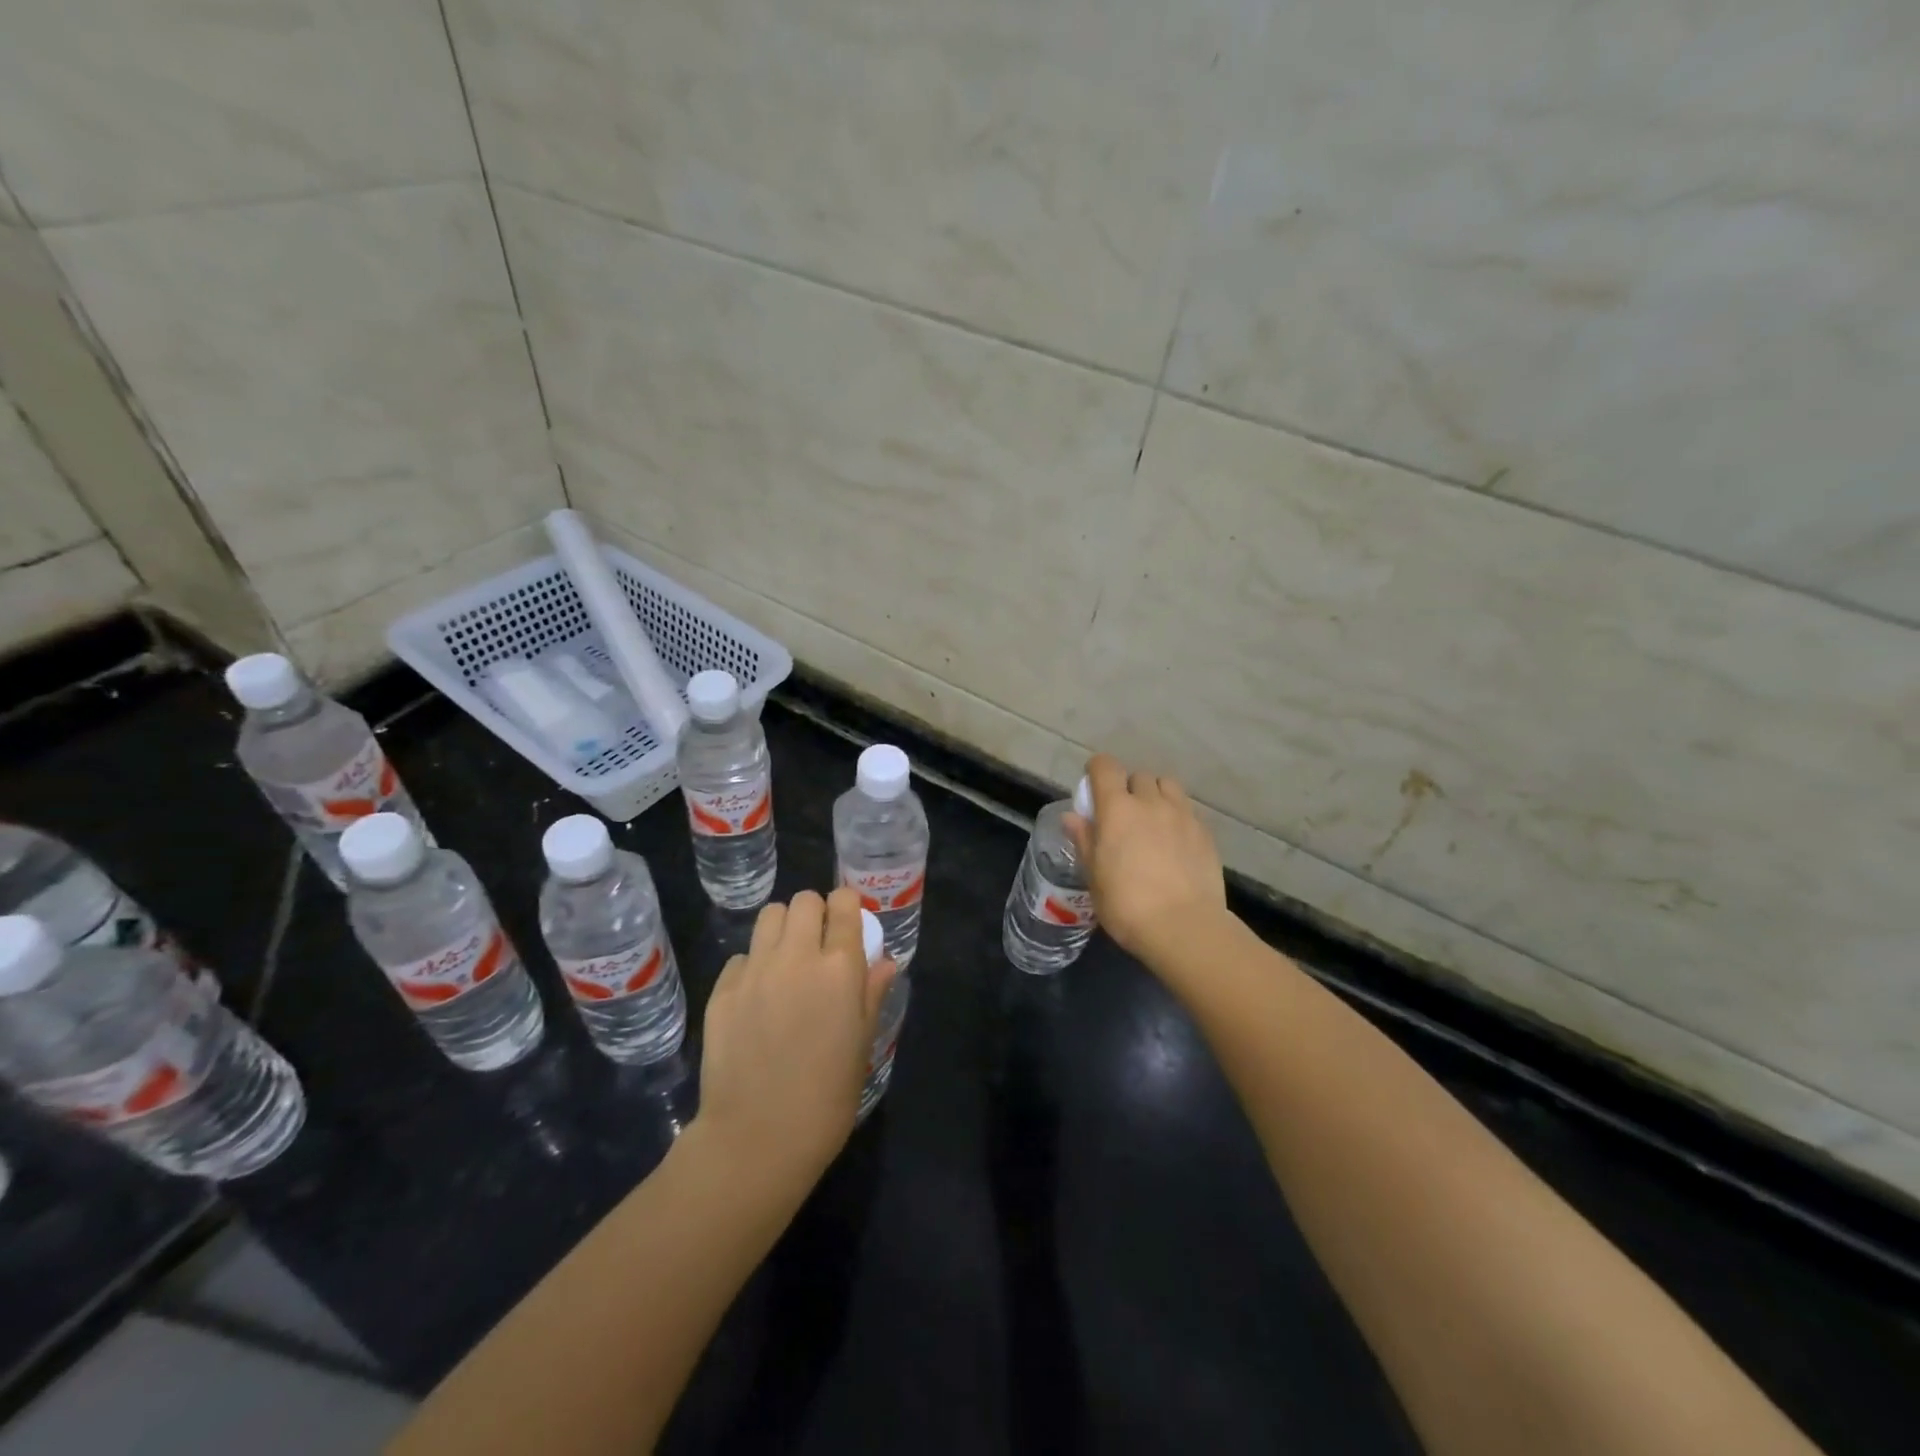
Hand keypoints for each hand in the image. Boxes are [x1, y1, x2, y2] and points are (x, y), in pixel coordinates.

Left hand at [691, 888, 894, 1187]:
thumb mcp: (863, 1044)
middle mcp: (796, 957)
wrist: (758, 1138)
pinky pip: (741, 957)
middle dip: (815, 913)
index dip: (847, 907)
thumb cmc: (826, 1097)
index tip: (848, 924)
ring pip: (769, 916)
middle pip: (804, 900)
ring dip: (783, 928)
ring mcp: (755, 971)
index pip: (843, 903)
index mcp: (839, 967)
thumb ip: (871, 993)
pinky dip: (753, 965)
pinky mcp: (722, 990)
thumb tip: (884, 962)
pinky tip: (757, 997)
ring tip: (786, 960)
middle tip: (818, 944)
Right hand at [1064, 753, 1226, 965]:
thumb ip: (1084, 840)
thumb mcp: (1094, 876)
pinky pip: (1187, 810)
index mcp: (1117, 809)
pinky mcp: (1205, 832)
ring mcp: (1182, 815)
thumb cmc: (1127, 904)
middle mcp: (1151, 802)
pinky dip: (1177, 816)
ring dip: (1156, 795)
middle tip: (1123, 814)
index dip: (1097, 770)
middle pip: (1138, 776)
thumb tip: (1072, 817)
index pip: (1106, 767)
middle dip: (1128, 788)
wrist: (1184, 926)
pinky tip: (1174, 842)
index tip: (1092, 785)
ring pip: (1168, 786)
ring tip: (1153, 820)